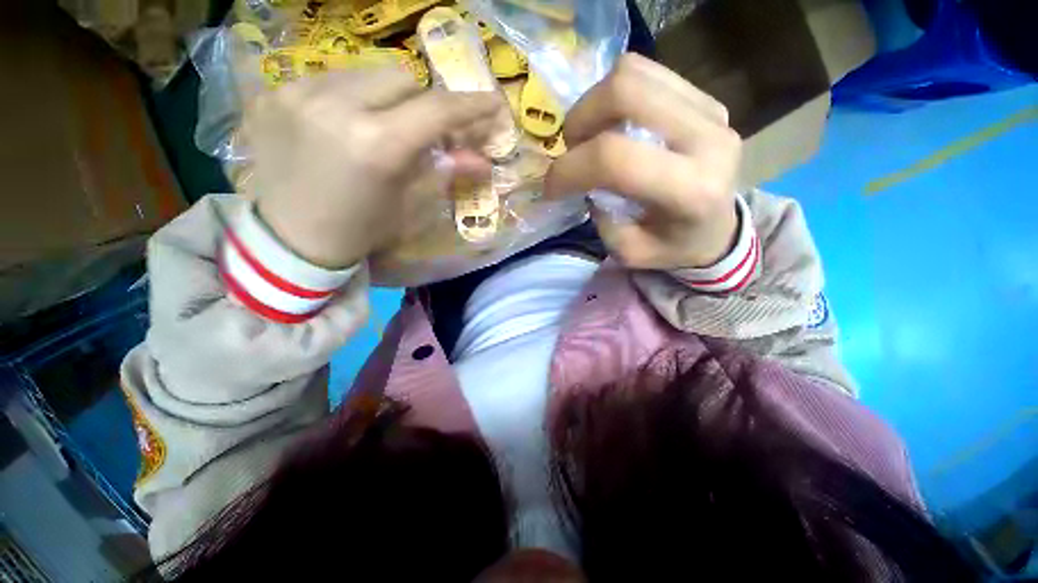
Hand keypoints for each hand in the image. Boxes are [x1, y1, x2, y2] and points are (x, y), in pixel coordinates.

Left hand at [246, 67, 503, 267]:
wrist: (291, 240)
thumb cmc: (361, 231)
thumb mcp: (410, 207)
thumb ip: (444, 174)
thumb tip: (482, 160)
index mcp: (377, 145)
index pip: (436, 110)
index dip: (470, 105)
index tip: (493, 103)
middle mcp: (336, 106)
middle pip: (402, 78)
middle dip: (423, 102)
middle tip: (424, 129)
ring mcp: (298, 92)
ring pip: (366, 72)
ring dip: (386, 97)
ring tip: (381, 127)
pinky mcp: (275, 93)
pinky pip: (331, 79)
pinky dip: (351, 97)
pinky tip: (345, 125)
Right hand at [545, 54, 742, 269]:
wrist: (719, 229)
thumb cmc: (673, 247)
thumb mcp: (630, 251)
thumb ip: (602, 217)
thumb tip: (586, 180)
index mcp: (690, 190)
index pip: (614, 159)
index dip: (568, 169)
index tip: (552, 188)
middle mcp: (707, 138)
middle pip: (624, 93)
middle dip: (579, 121)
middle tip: (572, 150)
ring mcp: (710, 109)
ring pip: (632, 72)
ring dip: (594, 104)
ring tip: (591, 137)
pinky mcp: (705, 97)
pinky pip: (646, 72)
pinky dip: (615, 96)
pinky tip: (614, 124)